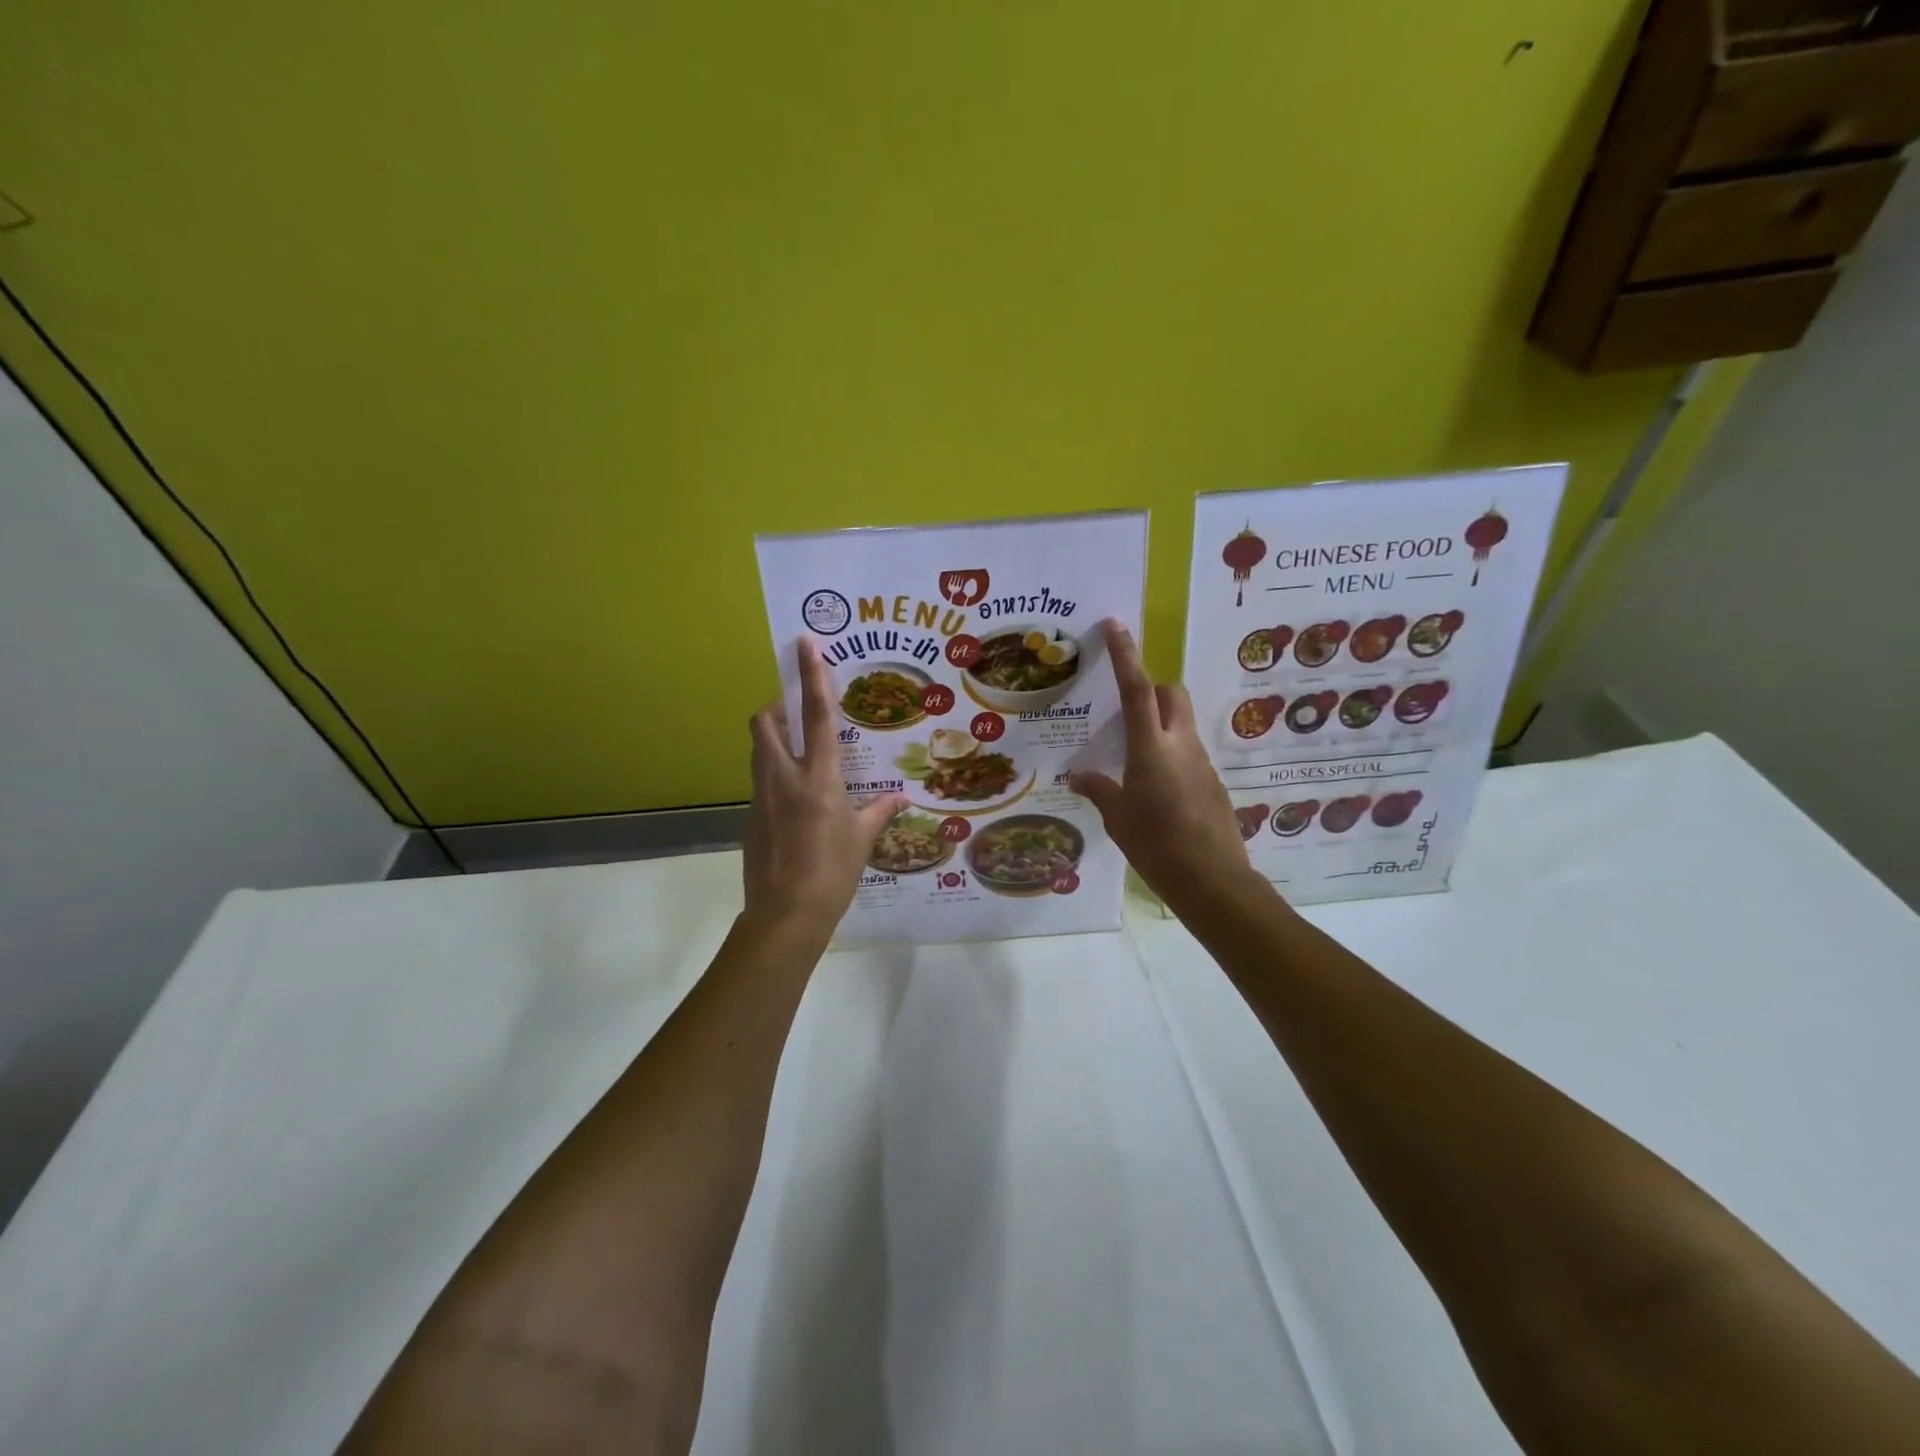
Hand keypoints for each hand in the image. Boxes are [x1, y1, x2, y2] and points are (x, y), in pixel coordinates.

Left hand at [743, 637, 907, 938]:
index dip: (812, 676)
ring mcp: (761, 796)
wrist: (785, 915)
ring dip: (775, 738)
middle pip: (765, 721)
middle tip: (799, 714)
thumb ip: (879, 811)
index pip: (816, 715)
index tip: (805, 644)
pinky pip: (761, 780)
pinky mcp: (751, 816)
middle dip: (778, 706)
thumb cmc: (832, 873)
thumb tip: (901, 798)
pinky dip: (775, 773)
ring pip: (759, 748)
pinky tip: (796, 799)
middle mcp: (784, 777)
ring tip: (802, 753)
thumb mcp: (862, 839)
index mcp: (818, 778)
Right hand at [1070, 620, 1263, 916]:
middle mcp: (1180, 744)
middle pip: (1170, 694)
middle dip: (1150, 688)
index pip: (1137, 689)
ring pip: (1181, 721)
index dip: (1125, 654)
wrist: (1213, 881)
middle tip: (1124, 710)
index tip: (1116, 624)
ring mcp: (1200, 762)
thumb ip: (1100, 790)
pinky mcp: (1211, 781)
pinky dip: (1169, 752)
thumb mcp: (1118, 819)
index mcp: (1151, 748)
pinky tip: (1154, 788)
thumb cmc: (1157, 846)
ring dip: (1159, 723)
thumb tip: (1079, 777)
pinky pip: (1188, 750)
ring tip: (1132, 757)